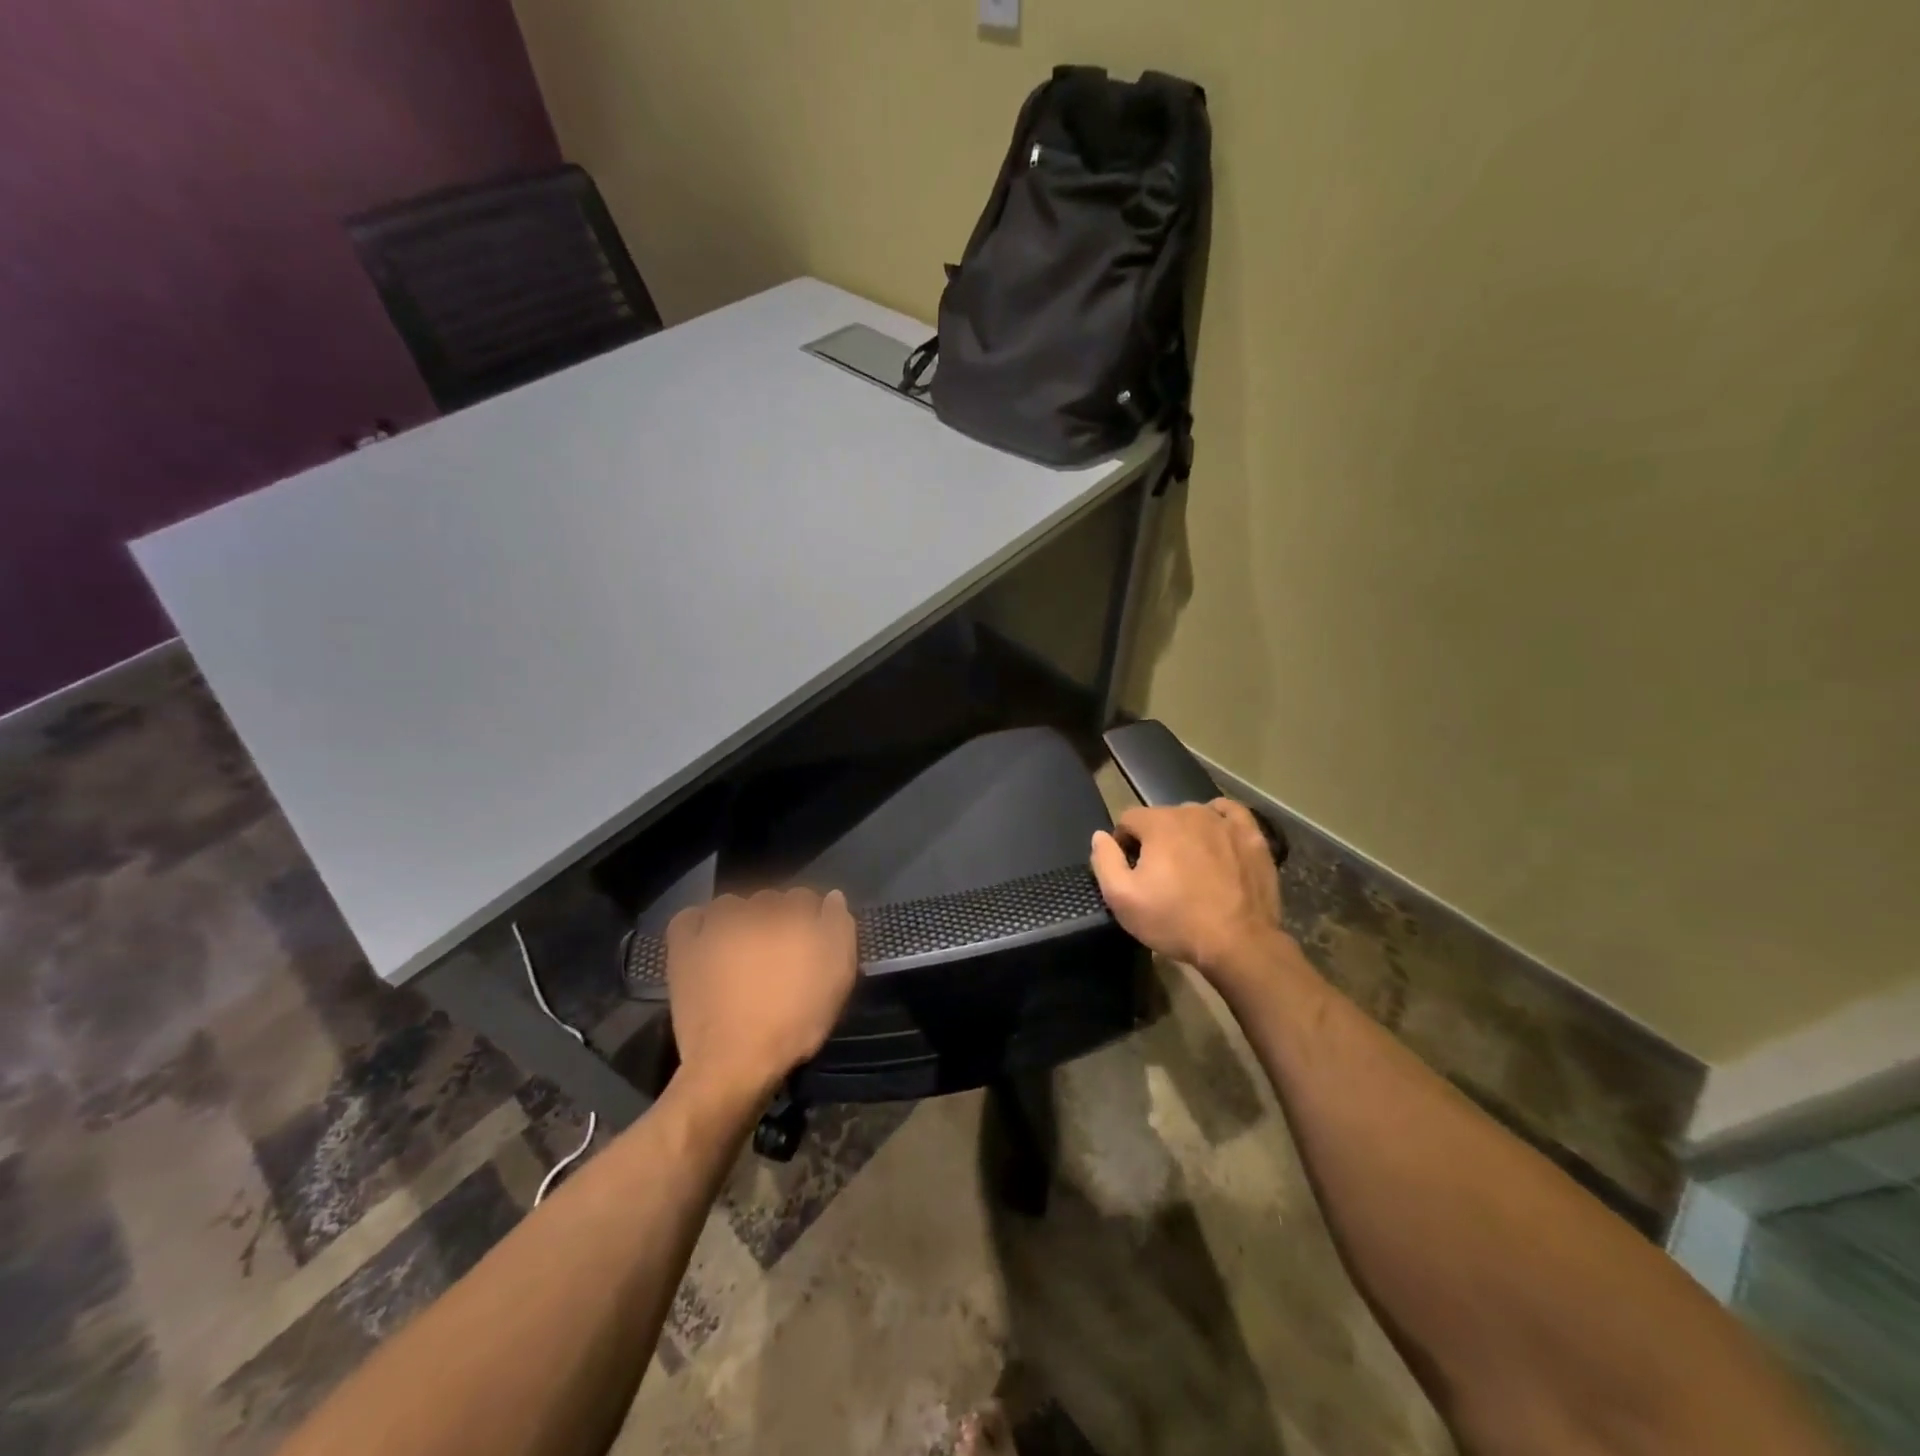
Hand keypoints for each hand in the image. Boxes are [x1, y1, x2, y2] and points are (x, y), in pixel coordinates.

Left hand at [664, 888, 858, 1104]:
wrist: (735, 1061)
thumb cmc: (795, 1022)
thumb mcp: (838, 979)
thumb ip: (840, 929)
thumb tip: (832, 897)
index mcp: (795, 916)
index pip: (805, 898)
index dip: (809, 918)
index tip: (809, 943)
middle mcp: (755, 911)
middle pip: (769, 900)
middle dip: (775, 918)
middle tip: (776, 953)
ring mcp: (717, 927)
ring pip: (731, 905)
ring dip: (739, 918)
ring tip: (741, 948)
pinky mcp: (685, 948)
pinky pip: (689, 919)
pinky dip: (698, 924)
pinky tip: (706, 940)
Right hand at [1090, 799, 1285, 981]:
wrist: (1238, 943)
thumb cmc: (1174, 920)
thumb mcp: (1122, 898)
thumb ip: (1105, 860)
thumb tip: (1100, 836)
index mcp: (1158, 822)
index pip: (1128, 819)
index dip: (1124, 844)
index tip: (1131, 871)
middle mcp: (1192, 812)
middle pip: (1162, 817)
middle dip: (1155, 840)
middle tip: (1160, 875)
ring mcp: (1226, 822)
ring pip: (1194, 816)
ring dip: (1185, 834)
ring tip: (1190, 866)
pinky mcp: (1252, 837)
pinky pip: (1230, 814)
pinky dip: (1219, 821)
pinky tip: (1216, 837)